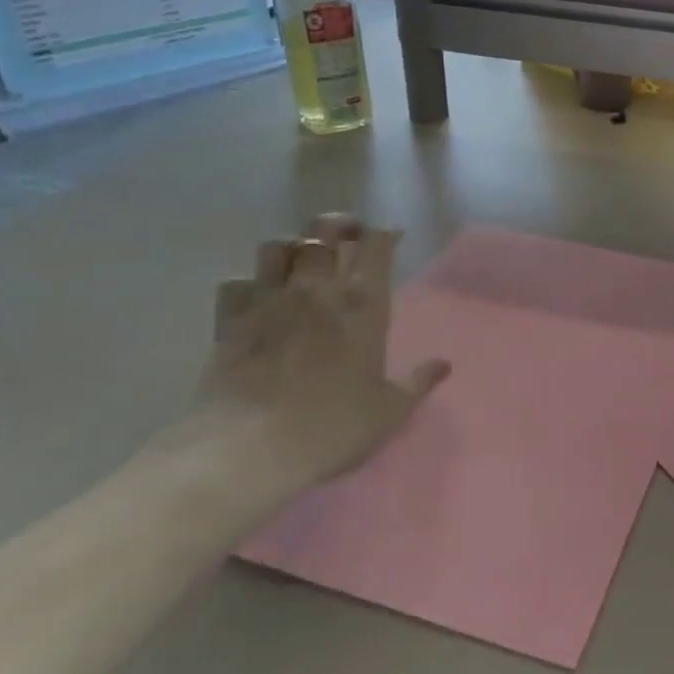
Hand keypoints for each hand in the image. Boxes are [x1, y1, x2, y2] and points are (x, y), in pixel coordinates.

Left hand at [193, 214, 448, 492]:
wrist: (250, 449)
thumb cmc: (332, 427)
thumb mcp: (390, 410)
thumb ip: (418, 381)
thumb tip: (443, 365)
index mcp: (362, 305)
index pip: (376, 246)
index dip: (384, 234)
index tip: (391, 237)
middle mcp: (316, 289)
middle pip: (324, 231)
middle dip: (339, 225)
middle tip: (348, 234)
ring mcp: (268, 300)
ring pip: (276, 246)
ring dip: (291, 246)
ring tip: (301, 260)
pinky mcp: (230, 320)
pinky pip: (236, 283)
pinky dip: (249, 284)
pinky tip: (257, 298)